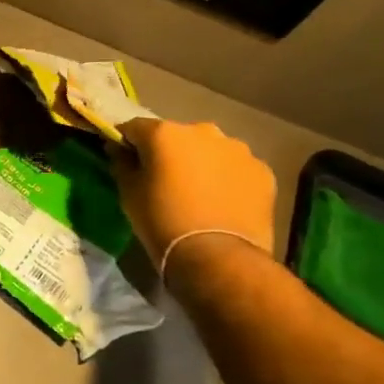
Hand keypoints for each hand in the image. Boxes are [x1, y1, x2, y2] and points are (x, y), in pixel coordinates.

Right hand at [112, 117, 276, 268]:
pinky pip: (235, 168)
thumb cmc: (161, 220)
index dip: (126, 142)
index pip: (134, 127)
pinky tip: (220, 202)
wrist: (217, 255)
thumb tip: (121, 150)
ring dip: (199, 163)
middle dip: (167, 152)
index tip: (123, 158)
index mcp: (164, 133)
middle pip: (176, 136)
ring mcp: (237, 150)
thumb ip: (123, 164)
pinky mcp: (262, 171)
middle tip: (163, 179)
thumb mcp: (128, 193)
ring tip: (196, 192)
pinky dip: (226, 178)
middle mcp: (203, 131)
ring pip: (209, 150)